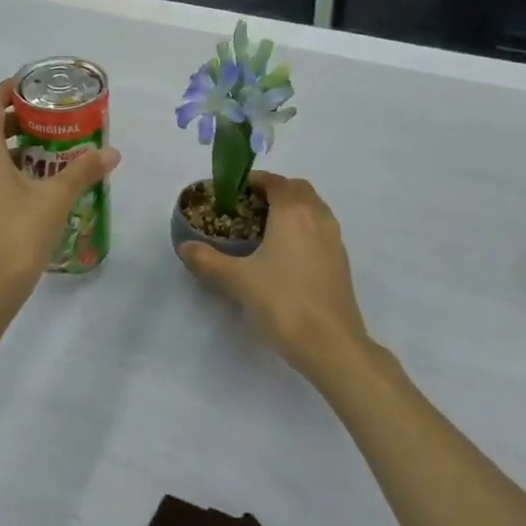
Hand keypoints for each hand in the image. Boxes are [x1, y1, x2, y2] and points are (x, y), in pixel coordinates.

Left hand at [0, 79, 119, 312]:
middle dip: (17, 122)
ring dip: (11, 150)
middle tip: (52, 124)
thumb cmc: (16, 237)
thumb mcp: (56, 201)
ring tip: (48, 157)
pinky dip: (1, 173)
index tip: (34, 87)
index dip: (9, 89)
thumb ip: (83, 171)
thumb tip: (112, 153)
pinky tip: (31, 190)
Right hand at [177, 172, 372, 382]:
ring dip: (292, 209)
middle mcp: (317, 216)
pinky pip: (321, 230)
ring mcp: (334, 239)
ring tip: (266, 230)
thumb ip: (208, 261)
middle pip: (298, 190)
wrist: (331, 343)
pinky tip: (286, 255)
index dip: (254, 182)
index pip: (275, 182)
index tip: (233, 192)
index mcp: (293, 211)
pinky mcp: (341, 261)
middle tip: (248, 209)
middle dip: (274, 192)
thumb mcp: (238, 280)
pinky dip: (304, 229)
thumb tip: (184, 247)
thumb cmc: (283, 302)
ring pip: (313, 209)